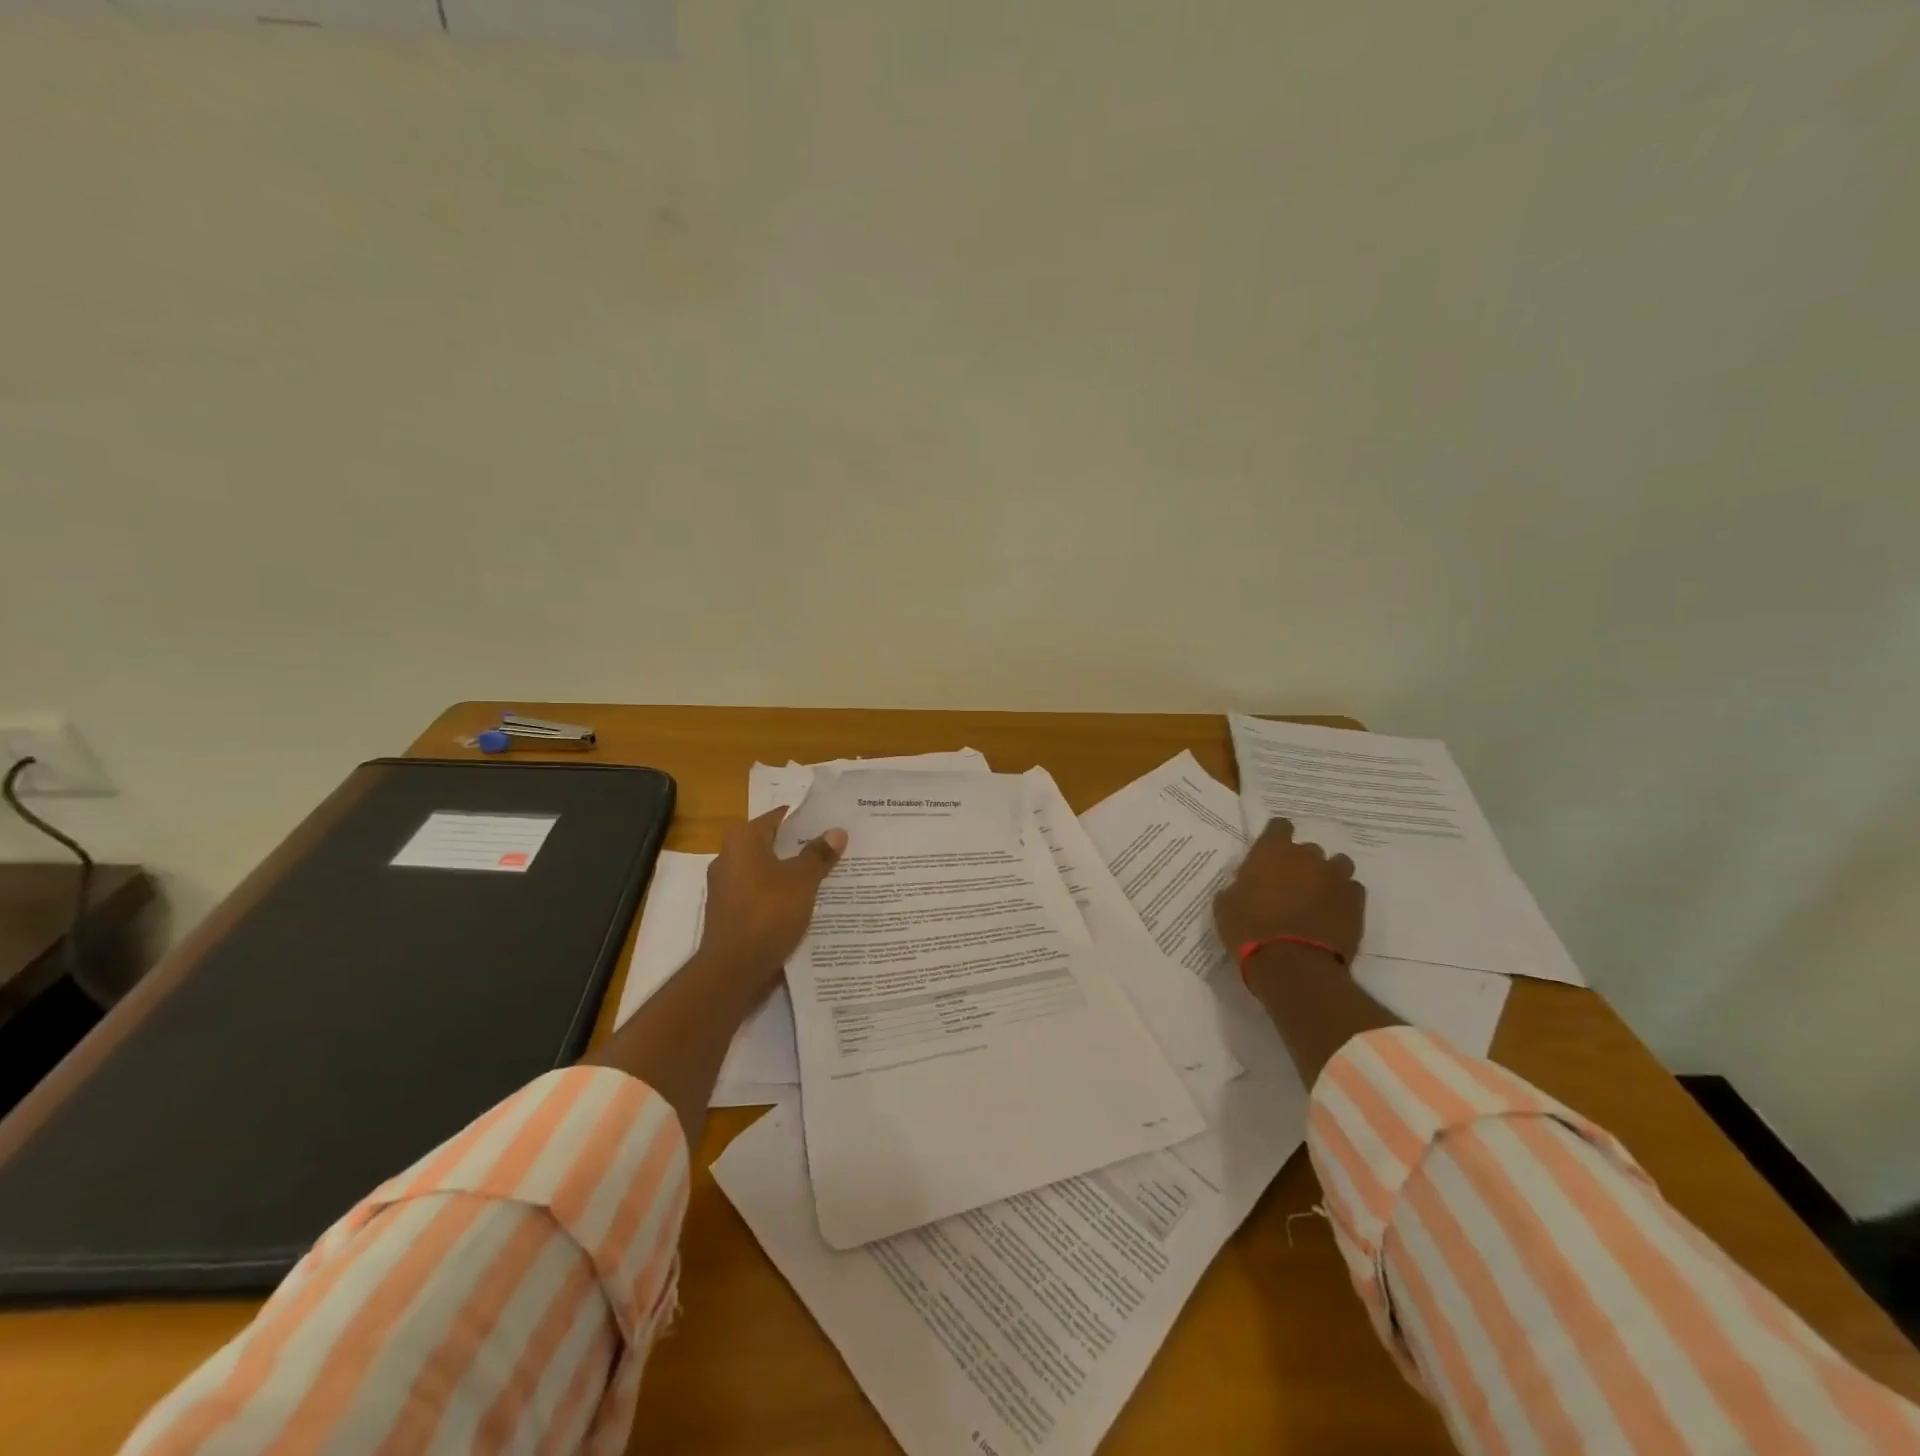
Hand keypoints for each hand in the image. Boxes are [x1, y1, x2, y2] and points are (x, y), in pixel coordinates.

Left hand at [695, 807, 847, 991]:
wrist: (733, 969)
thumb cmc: (768, 913)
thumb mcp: (802, 880)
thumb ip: (819, 854)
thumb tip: (837, 832)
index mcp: (742, 840)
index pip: (779, 818)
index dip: (807, 820)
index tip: (832, 823)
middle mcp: (728, 857)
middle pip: (773, 845)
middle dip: (801, 848)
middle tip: (836, 849)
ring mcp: (725, 888)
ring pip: (767, 872)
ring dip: (792, 875)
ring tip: (827, 878)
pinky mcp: (729, 913)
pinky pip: (760, 895)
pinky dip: (780, 897)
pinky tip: (805, 905)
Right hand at [1213, 818, 1365, 965]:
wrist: (1293, 965)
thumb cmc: (1249, 930)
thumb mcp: (1226, 906)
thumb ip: (1238, 887)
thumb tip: (1245, 886)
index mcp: (1272, 851)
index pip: (1279, 826)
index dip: (1275, 838)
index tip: (1270, 854)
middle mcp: (1308, 857)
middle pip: (1308, 849)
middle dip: (1300, 863)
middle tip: (1289, 885)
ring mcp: (1336, 878)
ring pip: (1337, 865)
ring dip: (1327, 876)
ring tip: (1316, 897)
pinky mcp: (1356, 903)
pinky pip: (1351, 889)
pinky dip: (1343, 897)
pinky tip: (1332, 912)